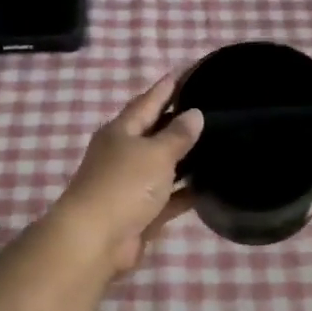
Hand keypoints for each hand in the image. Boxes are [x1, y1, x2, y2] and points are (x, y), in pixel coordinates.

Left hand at [51, 72, 204, 276]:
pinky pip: (168, 196)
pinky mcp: (141, 212)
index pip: (148, 101)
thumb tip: (195, 114)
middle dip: (177, 120)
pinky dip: (185, 191)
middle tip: (209, 106)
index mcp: (121, 131)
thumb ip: (177, 135)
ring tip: (216, 143)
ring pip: (163, 165)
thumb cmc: (124, 185)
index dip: (166, 87)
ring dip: (184, 157)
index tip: (186, 71)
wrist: (95, 240)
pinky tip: (209, 185)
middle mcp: (123, 154)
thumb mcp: (155, 153)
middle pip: (154, 132)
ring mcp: (131, 185)